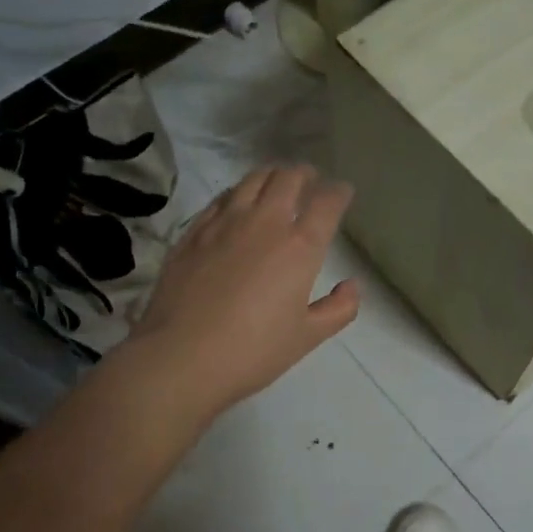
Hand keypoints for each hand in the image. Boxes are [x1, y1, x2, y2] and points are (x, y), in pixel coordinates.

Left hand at [129, 165, 359, 419]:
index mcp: (299, 247)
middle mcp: (264, 223)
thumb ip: (338, 309)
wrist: (181, 357)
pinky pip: (220, 199)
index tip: (343, 191)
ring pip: (252, 180)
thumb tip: (351, 286)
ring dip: (271, 175)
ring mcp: (224, 223)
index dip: (339, 192)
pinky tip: (236, 203)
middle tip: (310, 180)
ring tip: (276, 182)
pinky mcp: (193, 232)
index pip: (327, 202)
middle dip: (305, 174)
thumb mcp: (307, 337)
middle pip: (288, 178)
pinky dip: (237, 193)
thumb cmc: (253, 351)